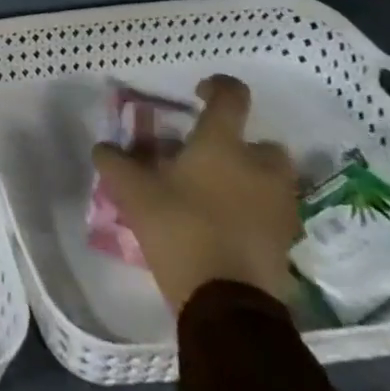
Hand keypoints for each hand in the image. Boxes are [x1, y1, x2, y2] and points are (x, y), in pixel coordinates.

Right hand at [92, 75, 300, 312]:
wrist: (227, 304)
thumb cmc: (180, 228)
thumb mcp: (132, 192)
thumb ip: (115, 163)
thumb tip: (103, 147)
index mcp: (222, 144)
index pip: (232, 97)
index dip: (218, 86)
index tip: (200, 92)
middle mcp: (259, 168)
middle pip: (264, 143)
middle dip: (243, 147)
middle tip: (212, 159)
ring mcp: (279, 207)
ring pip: (272, 182)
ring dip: (253, 182)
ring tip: (219, 196)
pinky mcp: (286, 244)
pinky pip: (273, 216)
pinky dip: (256, 215)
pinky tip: (228, 228)